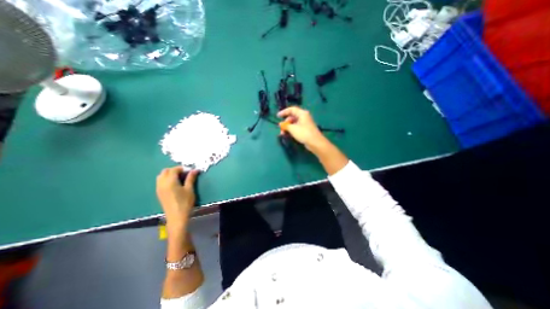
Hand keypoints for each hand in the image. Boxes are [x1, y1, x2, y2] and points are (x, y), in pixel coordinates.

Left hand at [155, 167, 198, 228]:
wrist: (176, 217)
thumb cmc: (185, 202)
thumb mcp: (189, 189)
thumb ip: (191, 178)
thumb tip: (194, 170)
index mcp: (170, 181)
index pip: (174, 169)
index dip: (182, 168)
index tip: (190, 171)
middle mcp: (162, 183)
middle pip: (165, 171)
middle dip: (174, 170)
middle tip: (184, 173)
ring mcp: (158, 188)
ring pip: (161, 176)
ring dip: (169, 174)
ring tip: (179, 178)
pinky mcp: (158, 193)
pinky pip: (160, 181)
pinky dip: (166, 179)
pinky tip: (174, 184)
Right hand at [277, 106, 327, 150]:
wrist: (315, 142)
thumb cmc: (303, 133)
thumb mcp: (292, 128)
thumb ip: (285, 125)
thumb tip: (281, 124)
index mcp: (302, 113)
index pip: (291, 109)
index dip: (284, 112)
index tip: (277, 116)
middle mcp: (304, 117)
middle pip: (292, 117)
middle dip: (285, 122)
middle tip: (281, 129)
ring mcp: (305, 123)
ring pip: (294, 123)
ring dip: (288, 127)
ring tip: (283, 134)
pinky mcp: (305, 130)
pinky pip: (297, 128)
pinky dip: (292, 130)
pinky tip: (288, 135)